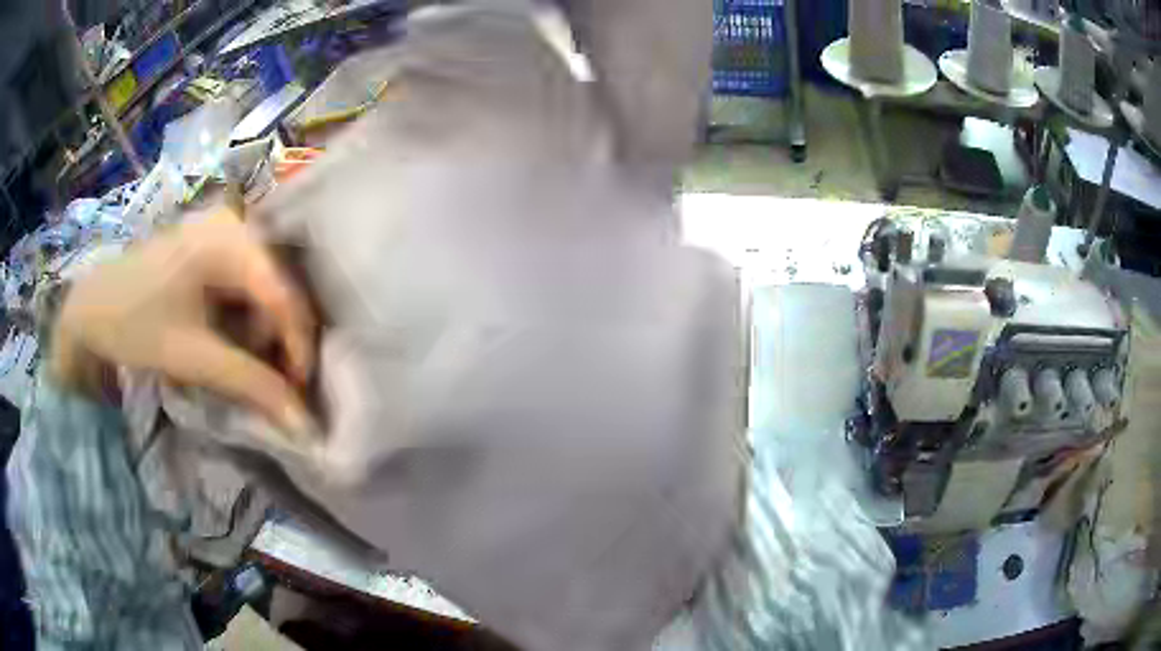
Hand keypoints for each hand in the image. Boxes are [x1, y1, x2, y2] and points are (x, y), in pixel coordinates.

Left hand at [52, 209, 317, 441]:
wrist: (90, 304)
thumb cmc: (133, 324)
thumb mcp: (191, 356)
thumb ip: (249, 385)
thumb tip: (304, 425)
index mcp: (225, 239)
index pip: (283, 293)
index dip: (299, 347)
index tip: (301, 394)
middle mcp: (233, 223)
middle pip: (279, 287)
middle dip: (279, 340)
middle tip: (271, 383)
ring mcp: (222, 228)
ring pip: (266, 285)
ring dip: (263, 331)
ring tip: (244, 363)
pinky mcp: (212, 241)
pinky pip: (247, 280)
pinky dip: (247, 316)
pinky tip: (230, 338)